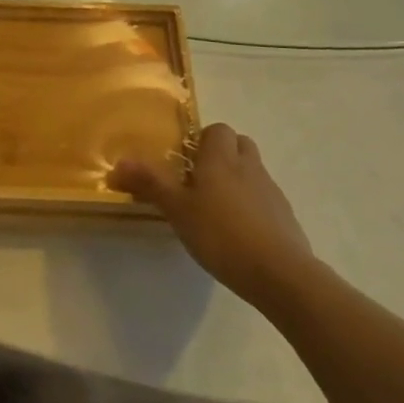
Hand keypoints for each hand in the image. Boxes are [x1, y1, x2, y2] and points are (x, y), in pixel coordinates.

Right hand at [108, 123, 313, 302]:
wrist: (280, 273)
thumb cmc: (221, 234)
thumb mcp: (177, 210)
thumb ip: (150, 183)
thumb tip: (118, 162)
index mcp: (220, 158)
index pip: (217, 129)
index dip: (202, 140)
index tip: (186, 162)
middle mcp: (248, 166)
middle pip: (239, 144)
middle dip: (222, 155)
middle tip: (200, 180)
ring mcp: (270, 190)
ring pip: (253, 171)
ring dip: (238, 180)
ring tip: (217, 209)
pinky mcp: (285, 216)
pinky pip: (265, 198)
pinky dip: (253, 206)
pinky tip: (239, 233)